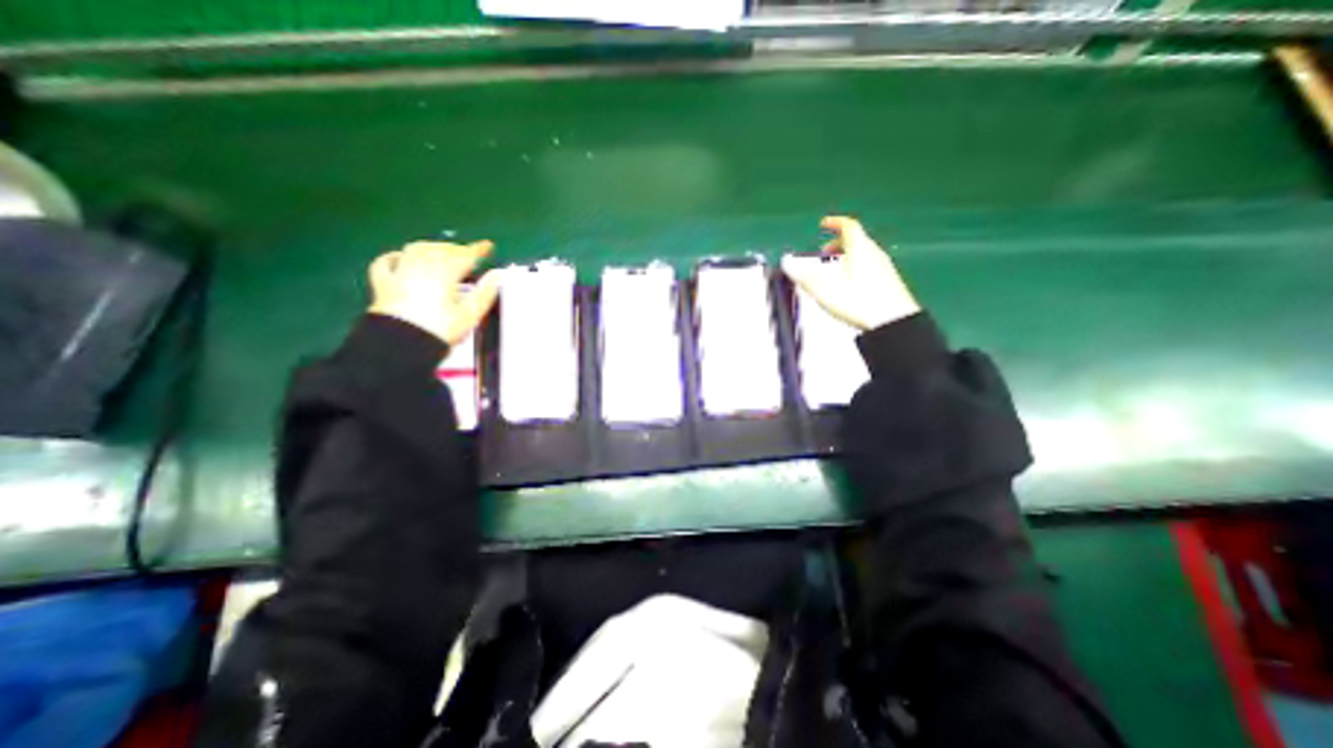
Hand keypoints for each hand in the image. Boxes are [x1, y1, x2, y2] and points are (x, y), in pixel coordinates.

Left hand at [365, 241, 500, 344]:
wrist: (401, 345)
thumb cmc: (440, 330)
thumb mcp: (470, 314)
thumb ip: (485, 292)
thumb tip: (498, 275)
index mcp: (444, 274)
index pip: (465, 256)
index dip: (478, 250)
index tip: (488, 246)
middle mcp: (421, 268)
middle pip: (441, 250)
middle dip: (456, 248)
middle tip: (468, 253)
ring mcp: (399, 273)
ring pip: (416, 250)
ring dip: (432, 247)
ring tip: (442, 252)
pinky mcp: (383, 284)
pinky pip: (385, 262)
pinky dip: (396, 256)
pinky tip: (401, 257)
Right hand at [777, 217, 923, 331]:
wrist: (893, 322)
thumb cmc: (858, 301)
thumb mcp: (824, 289)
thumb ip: (803, 275)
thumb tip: (786, 262)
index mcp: (860, 248)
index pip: (848, 226)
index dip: (835, 223)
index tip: (824, 224)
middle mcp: (874, 253)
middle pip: (856, 240)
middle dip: (837, 244)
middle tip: (823, 255)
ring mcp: (884, 268)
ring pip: (863, 254)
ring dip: (846, 257)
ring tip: (832, 272)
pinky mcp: (889, 282)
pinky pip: (869, 267)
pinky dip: (855, 269)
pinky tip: (848, 287)